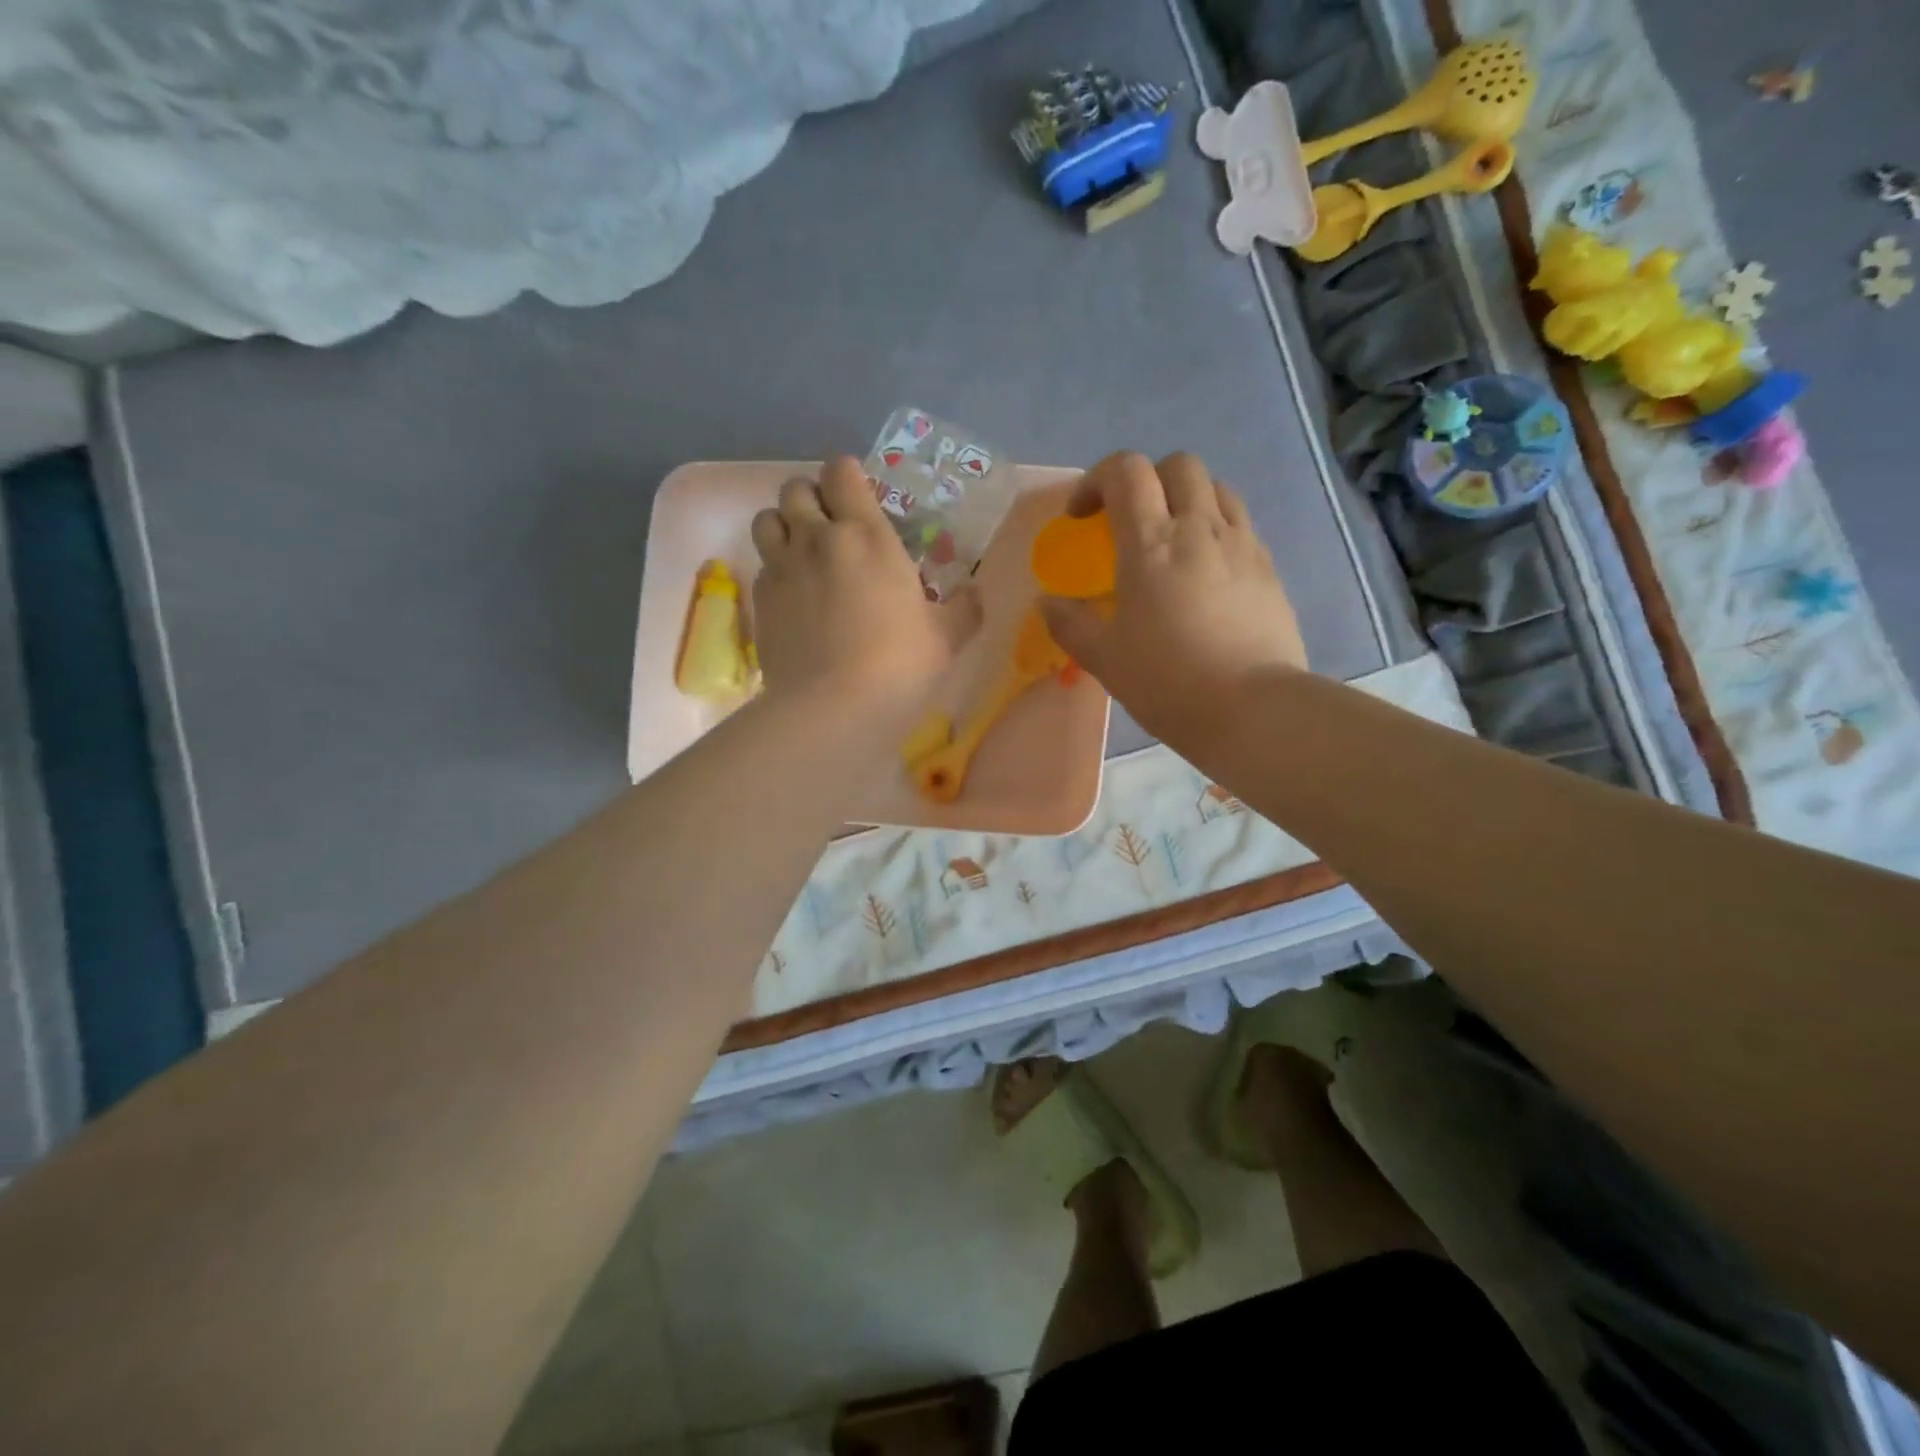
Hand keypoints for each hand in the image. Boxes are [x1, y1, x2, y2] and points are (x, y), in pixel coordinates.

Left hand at [750, 457, 959, 722]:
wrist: (832, 708)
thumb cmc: (898, 665)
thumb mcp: (945, 639)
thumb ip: (963, 610)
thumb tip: (974, 595)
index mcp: (866, 535)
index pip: (842, 472)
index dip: (848, 475)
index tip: (860, 495)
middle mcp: (816, 539)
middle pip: (796, 489)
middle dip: (812, 497)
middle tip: (832, 525)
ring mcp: (782, 568)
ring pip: (766, 519)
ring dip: (784, 525)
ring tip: (803, 552)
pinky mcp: (761, 601)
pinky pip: (762, 565)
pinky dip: (775, 568)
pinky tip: (794, 596)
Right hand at [1039, 452, 1305, 746]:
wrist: (1252, 709)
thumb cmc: (1168, 681)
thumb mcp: (1105, 658)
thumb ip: (1070, 624)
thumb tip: (1047, 603)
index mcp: (1151, 544)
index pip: (1126, 472)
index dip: (1097, 480)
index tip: (1082, 516)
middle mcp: (1199, 528)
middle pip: (1178, 465)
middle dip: (1147, 479)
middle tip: (1130, 520)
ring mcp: (1241, 544)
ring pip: (1216, 487)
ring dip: (1187, 498)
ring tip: (1173, 538)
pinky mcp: (1269, 567)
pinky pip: (1240, 524)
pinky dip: (1216, 528)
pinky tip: (1206, 571)